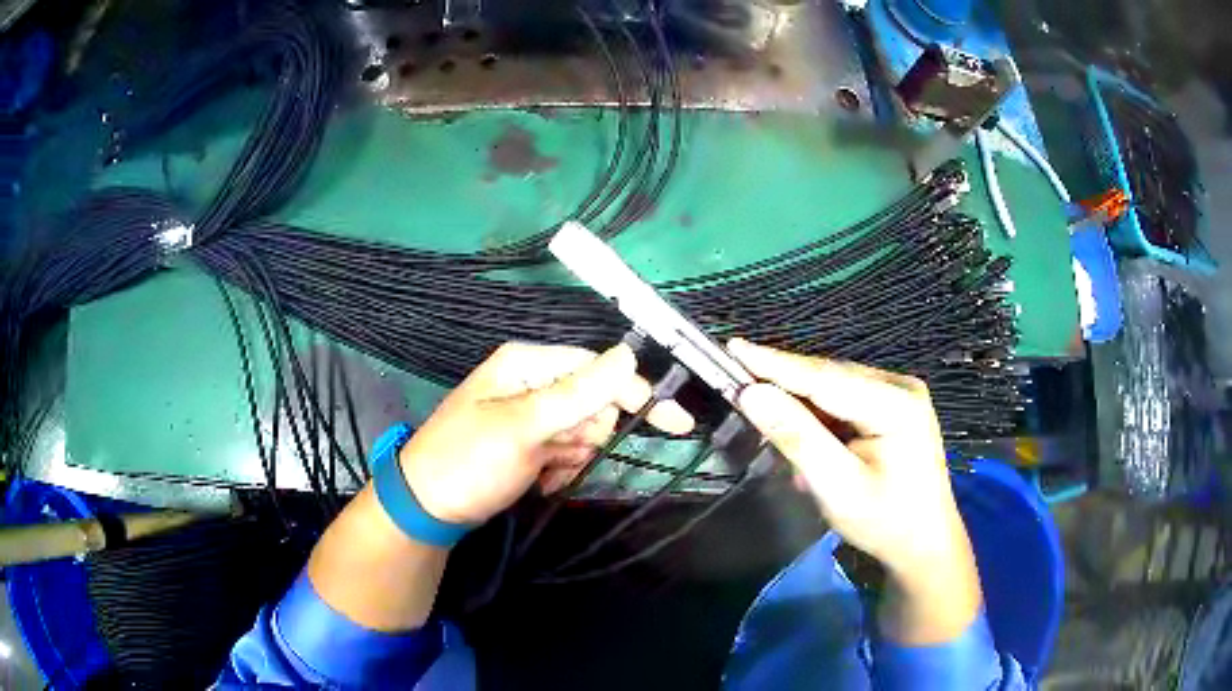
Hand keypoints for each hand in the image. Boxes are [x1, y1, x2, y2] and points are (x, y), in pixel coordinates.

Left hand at [399, 342, 693, 524]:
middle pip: (593, 403)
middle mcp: (531, 382)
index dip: (635, 395)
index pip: (598, 370)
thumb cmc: (469, 460)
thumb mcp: (524, 426)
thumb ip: (579, 392)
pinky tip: (539, 481)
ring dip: (573, 457)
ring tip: (543, 472)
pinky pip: (567, 451)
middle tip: (559, 454)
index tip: (676, 424)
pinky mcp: (528, 443)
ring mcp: (529, 414)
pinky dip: (561, 469)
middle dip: (587, 435)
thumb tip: (629, 355)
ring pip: (583, 432)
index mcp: (528, 364)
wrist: (426, 507)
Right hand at [727, 339, 980, 643]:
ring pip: (835, 386)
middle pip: (829, 377)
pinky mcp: (895, 407)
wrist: (925, 545)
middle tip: (736, 384)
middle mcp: (901, 386)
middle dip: (784, 383)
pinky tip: (805, 434)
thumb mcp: (837, 487)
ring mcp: (901, 394)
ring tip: (766, 414)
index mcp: (896, 404)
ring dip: (801, 402)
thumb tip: (751, 394)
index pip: (823, 377)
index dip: (774, 364)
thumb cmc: (885, 522)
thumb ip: (796, 438)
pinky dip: (820, 415)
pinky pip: (846, 399)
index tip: (732, 348)